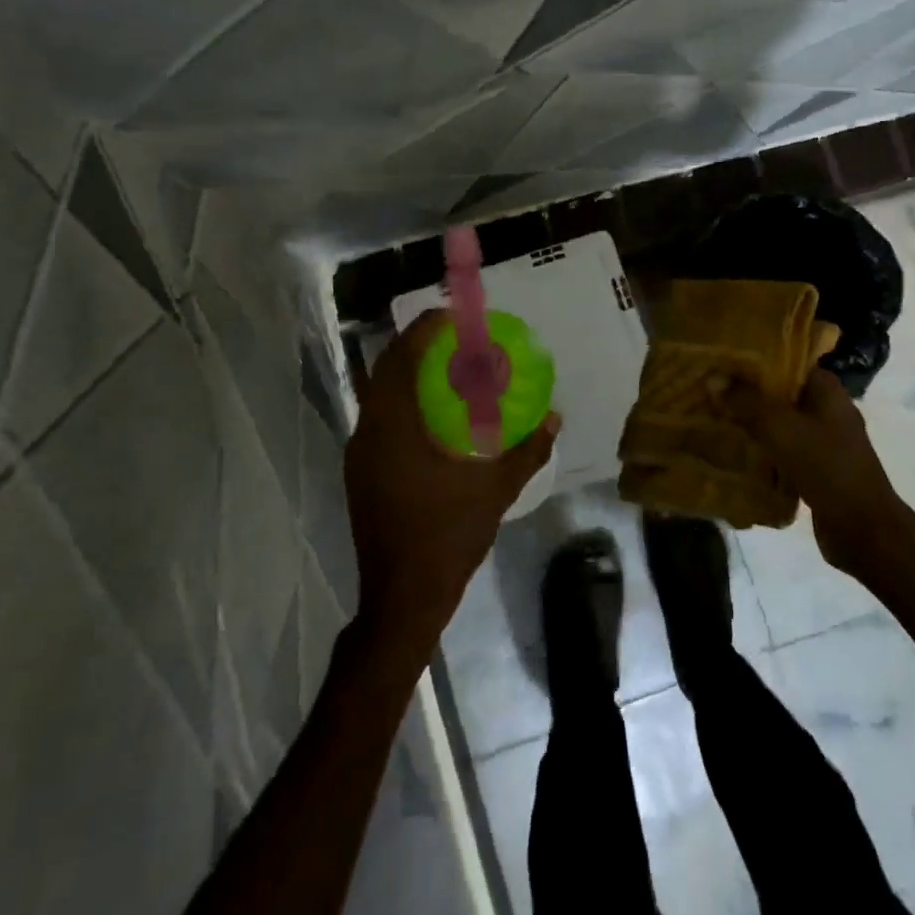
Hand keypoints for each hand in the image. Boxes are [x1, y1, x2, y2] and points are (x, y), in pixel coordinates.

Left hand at [345, 311, 560, 645]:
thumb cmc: (446, 537)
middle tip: (456, 337)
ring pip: (380, 395)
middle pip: (387, 370)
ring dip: (409, 373)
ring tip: (448, 367)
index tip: (454, 316)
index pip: (401, 359)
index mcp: (394, 428)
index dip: (424, 330)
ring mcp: (360, 454)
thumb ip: (528, 451)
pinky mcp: (362, 472)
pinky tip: (434, 413)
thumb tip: (554, 418)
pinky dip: (404, 400)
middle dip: (418, 346)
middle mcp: (368, 433)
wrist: (402, 599)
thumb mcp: (495, 490)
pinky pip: (381, 418)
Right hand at [721, 367, 906, 577]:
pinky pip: (781, 449)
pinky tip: (731, 450)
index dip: (754, 358)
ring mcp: (823, 440)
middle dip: (746, 391)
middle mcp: (827, 409)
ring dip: (751, 421)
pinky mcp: (816, 468)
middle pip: (780, 392)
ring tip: (712, 414)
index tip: (722, 358)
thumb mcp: (782, 429)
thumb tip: (713, 377)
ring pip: (779, 422)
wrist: (864, 530)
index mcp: (826, 390)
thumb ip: (747, 402)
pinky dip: (760, 449)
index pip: (787, 360)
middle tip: (708, 386)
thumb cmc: (827, 467)